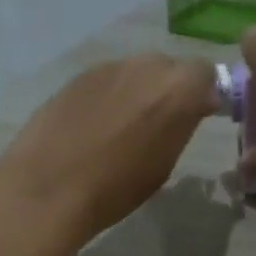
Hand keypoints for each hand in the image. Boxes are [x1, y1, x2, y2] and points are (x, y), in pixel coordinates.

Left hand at [0, 54, 218, 245]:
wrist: (49, 187)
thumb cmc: (115, 189)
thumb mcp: (163, 165)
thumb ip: (180, 127)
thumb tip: (186, 110)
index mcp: (178, 89)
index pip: (206, 74)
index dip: (202, 95)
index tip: (196, 118)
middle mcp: (146, 66)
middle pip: (168, 68)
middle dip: (169, 91)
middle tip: (158, 125)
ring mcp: (108, 67)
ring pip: (135, 73)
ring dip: (136, 93)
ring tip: (121, 129)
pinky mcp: (77, 75)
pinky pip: (105, 81)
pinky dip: (107, 98)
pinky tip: (92, 127)